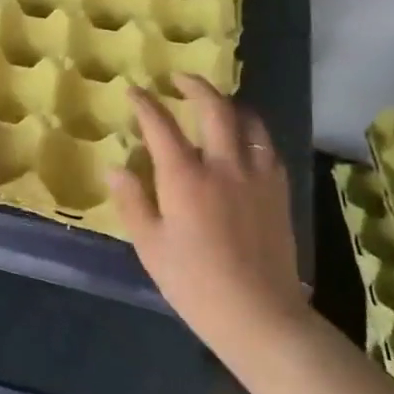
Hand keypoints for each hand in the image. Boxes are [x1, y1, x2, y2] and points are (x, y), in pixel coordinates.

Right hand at [109, 76, 306, 350]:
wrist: (259, 314)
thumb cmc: (195, 284)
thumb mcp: (151, 246)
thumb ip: (132, 201)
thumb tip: (115, 167)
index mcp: (185, 178)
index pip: (161, 125)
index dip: (145, 103)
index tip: (135, 91)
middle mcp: (224, 165)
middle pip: (214, 108)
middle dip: (195, 86)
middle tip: (180, 79)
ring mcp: (257, 175)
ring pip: (248, 121)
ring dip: (229, 104)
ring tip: (216, 103)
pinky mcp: (278, 190)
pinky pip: (267, 146)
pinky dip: (253, 132)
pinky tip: (246, 140)